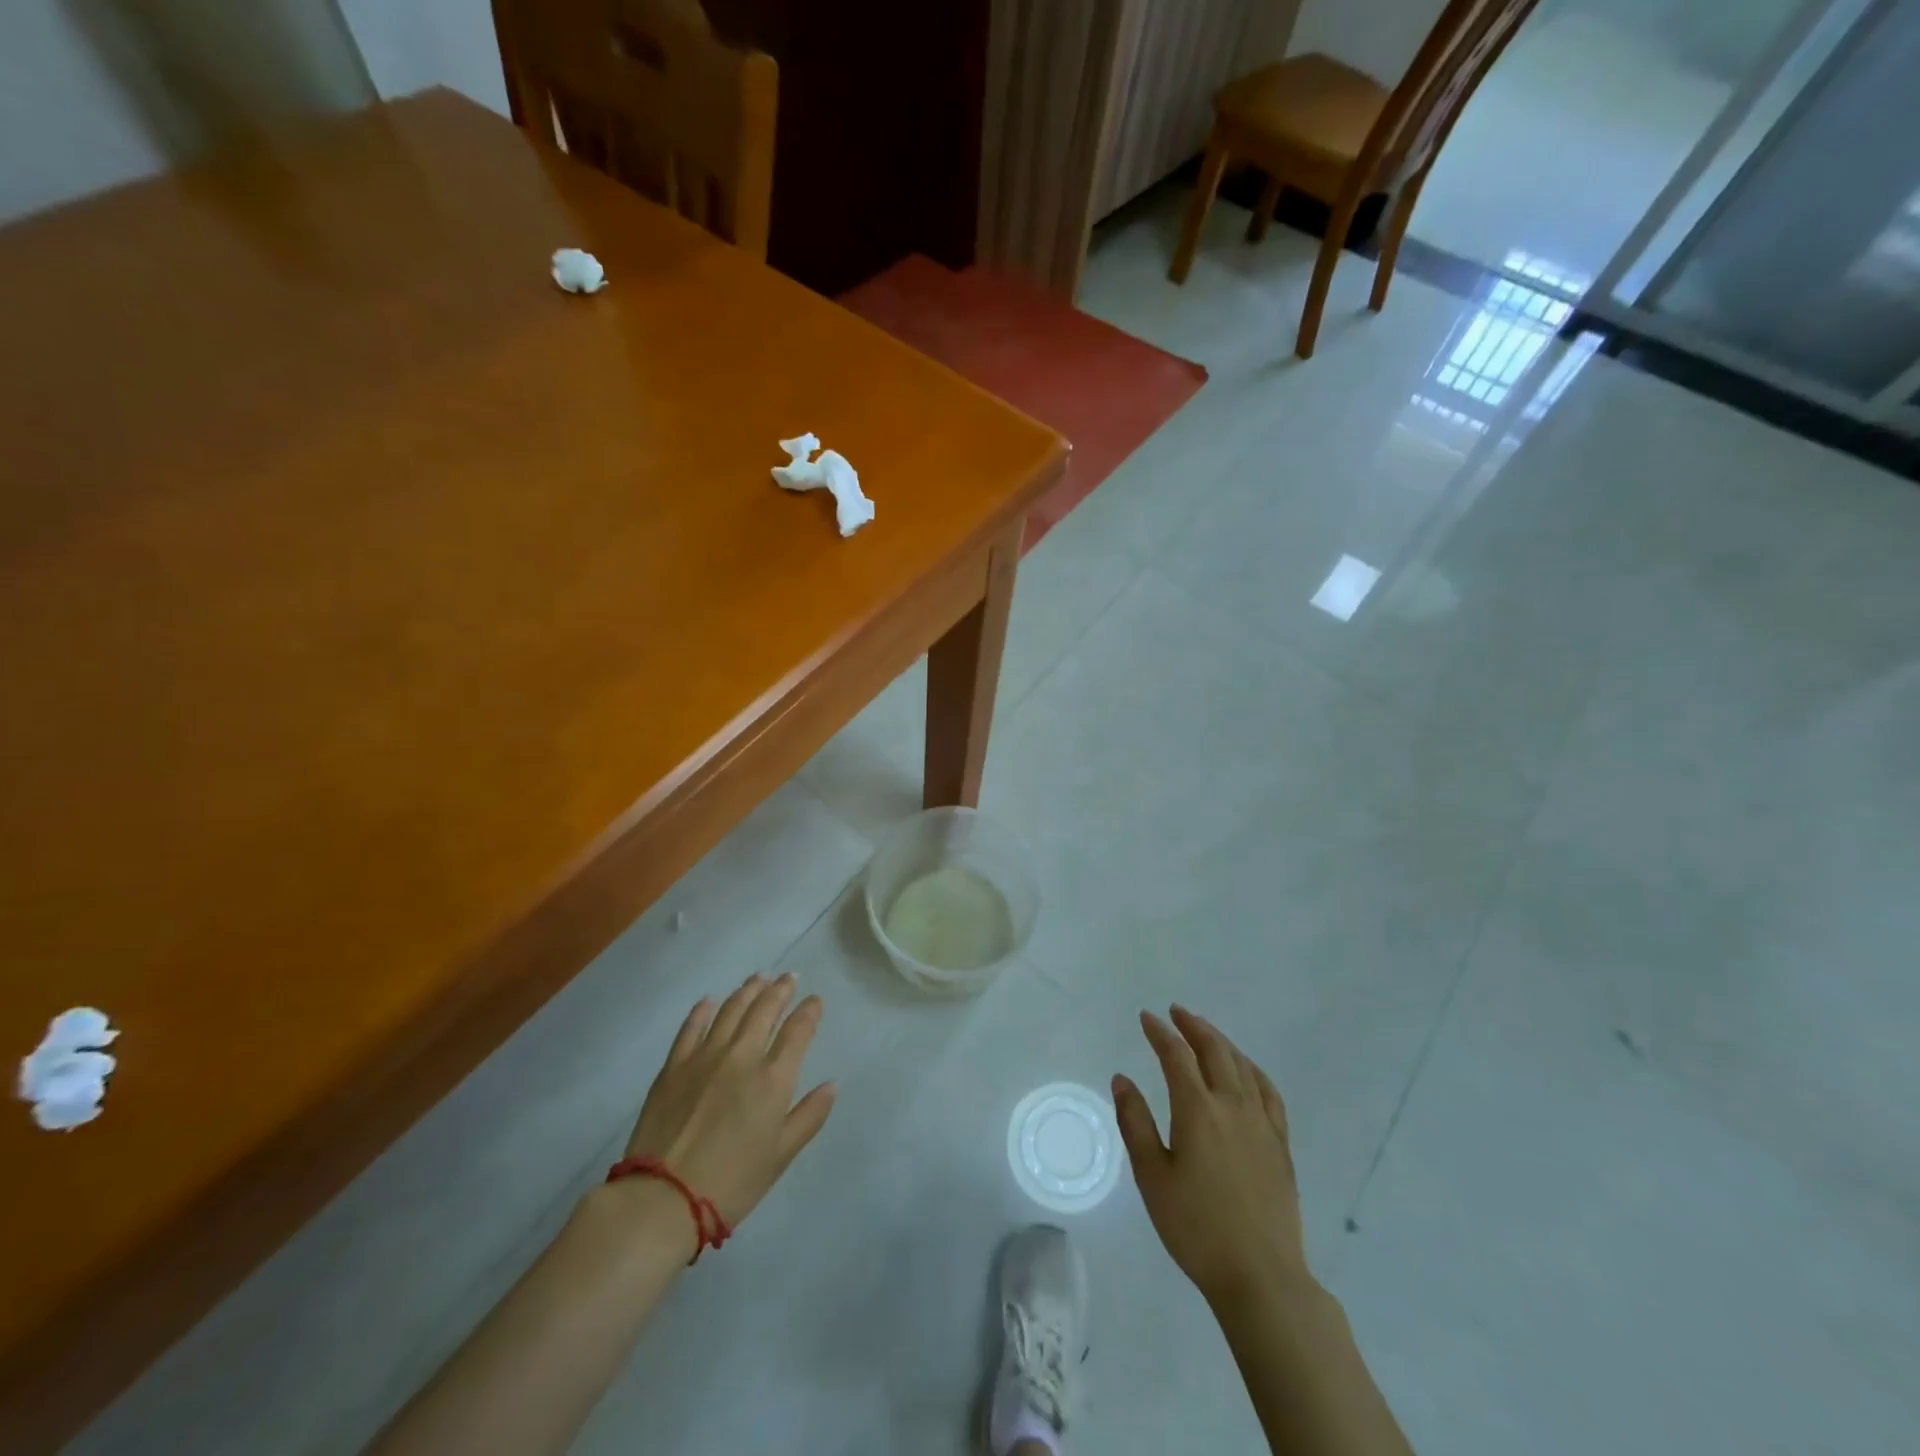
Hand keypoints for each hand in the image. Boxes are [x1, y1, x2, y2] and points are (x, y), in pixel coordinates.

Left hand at [622, 973, 835, 1228]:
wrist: (663, 1199)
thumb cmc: (732, 1182)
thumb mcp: (781, 1155)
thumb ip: (809, 1116)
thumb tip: (830, 1085)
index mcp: (773, 1077)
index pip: (798, 1030)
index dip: (810, 1011)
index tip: (815, 1000)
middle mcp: (742, 1055)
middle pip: (764, 1009)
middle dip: (781, 990)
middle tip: (789, 977)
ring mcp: (704, 1056)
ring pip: (730, 1009)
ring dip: (748, 990)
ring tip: (759, 977)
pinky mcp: (674, 1065)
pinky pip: (691, 1027)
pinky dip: (703, 1010)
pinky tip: (709, 1001)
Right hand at [1112, 1007, 1308, 1308]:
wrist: (1260, 1276)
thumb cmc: (1196, 1227)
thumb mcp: (1152, 1177)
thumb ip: (1135, 1123)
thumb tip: (1122, 1079)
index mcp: (1197, 1110)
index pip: (1176, 1056)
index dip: (1160, 1032)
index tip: (1146, 1017)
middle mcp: (1232, 1105)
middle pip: (1214, 1050)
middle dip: (1193, 1026)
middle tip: (1176, 1012)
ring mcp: (1261, 1123)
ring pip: (1242, 1066)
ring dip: (1221, 1042)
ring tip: (1206, 1032)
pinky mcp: (1280, 1144)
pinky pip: (1268, 1092)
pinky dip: (1253, 1070)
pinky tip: (1246, 1070)